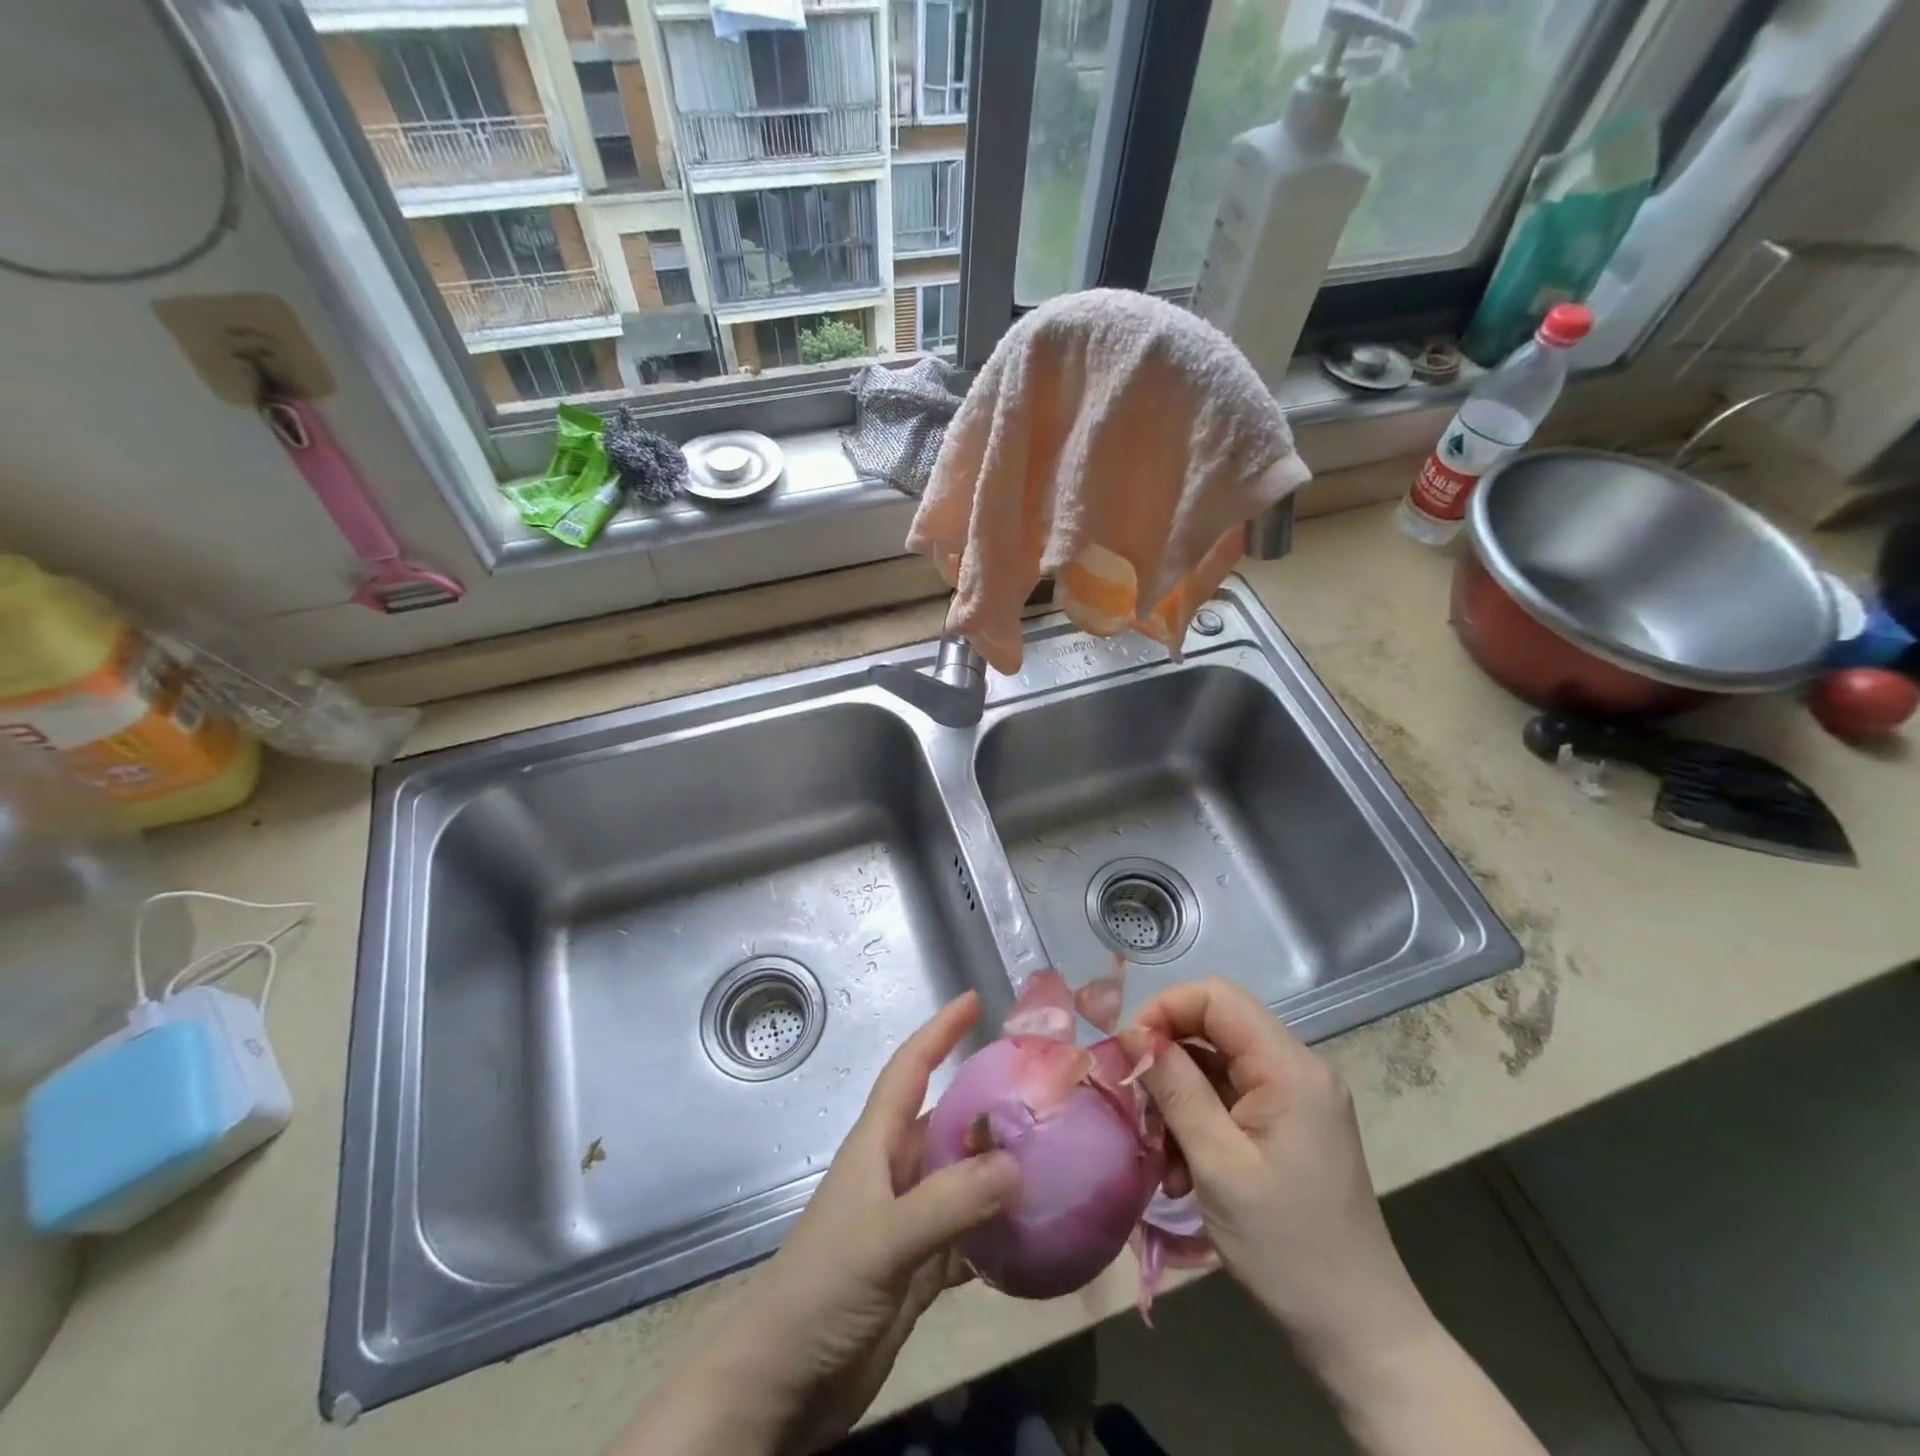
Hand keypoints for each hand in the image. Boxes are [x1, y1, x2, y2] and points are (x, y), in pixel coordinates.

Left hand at [617, 992, 1019, 1455]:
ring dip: (1000, 1168)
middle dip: (988, 1102)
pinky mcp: (921, 1267)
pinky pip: (970, 1234)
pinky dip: (1000, 1230)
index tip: (974, 1000)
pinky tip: (1036, 1230)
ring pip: (963, 1178)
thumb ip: (948, 1200)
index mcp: (877, 1144)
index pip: (910, 1069)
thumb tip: (1016, 1162)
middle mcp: (896, 1171)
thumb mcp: (883, 1238)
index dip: (939, 1031)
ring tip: (1054, 1154)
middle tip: (1043, 1091)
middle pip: (947, 1121)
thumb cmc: (822, 1289)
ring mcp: (909, 1220)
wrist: (784, 1384)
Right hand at [1129, 979, 1434, 1388]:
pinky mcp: (1290, 1125)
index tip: (1131, 1052)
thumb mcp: (1218, 1165)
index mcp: (1290, 1068)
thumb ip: (1176, 1089)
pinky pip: (1231, 1098)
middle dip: (1168, 1061)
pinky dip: (1199, 1122)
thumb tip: (1136, 1035)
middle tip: (1139, 1109)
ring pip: (1216, 1065)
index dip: (1167, 1009)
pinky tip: (1183, 1170)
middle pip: (1215, 1029)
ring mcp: (1297, 1098)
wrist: (1359, 1333)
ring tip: (1161, 1156)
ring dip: (1179, 1100)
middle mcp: (1298, 1069)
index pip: (1217, 997)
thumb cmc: (1287, 1248)